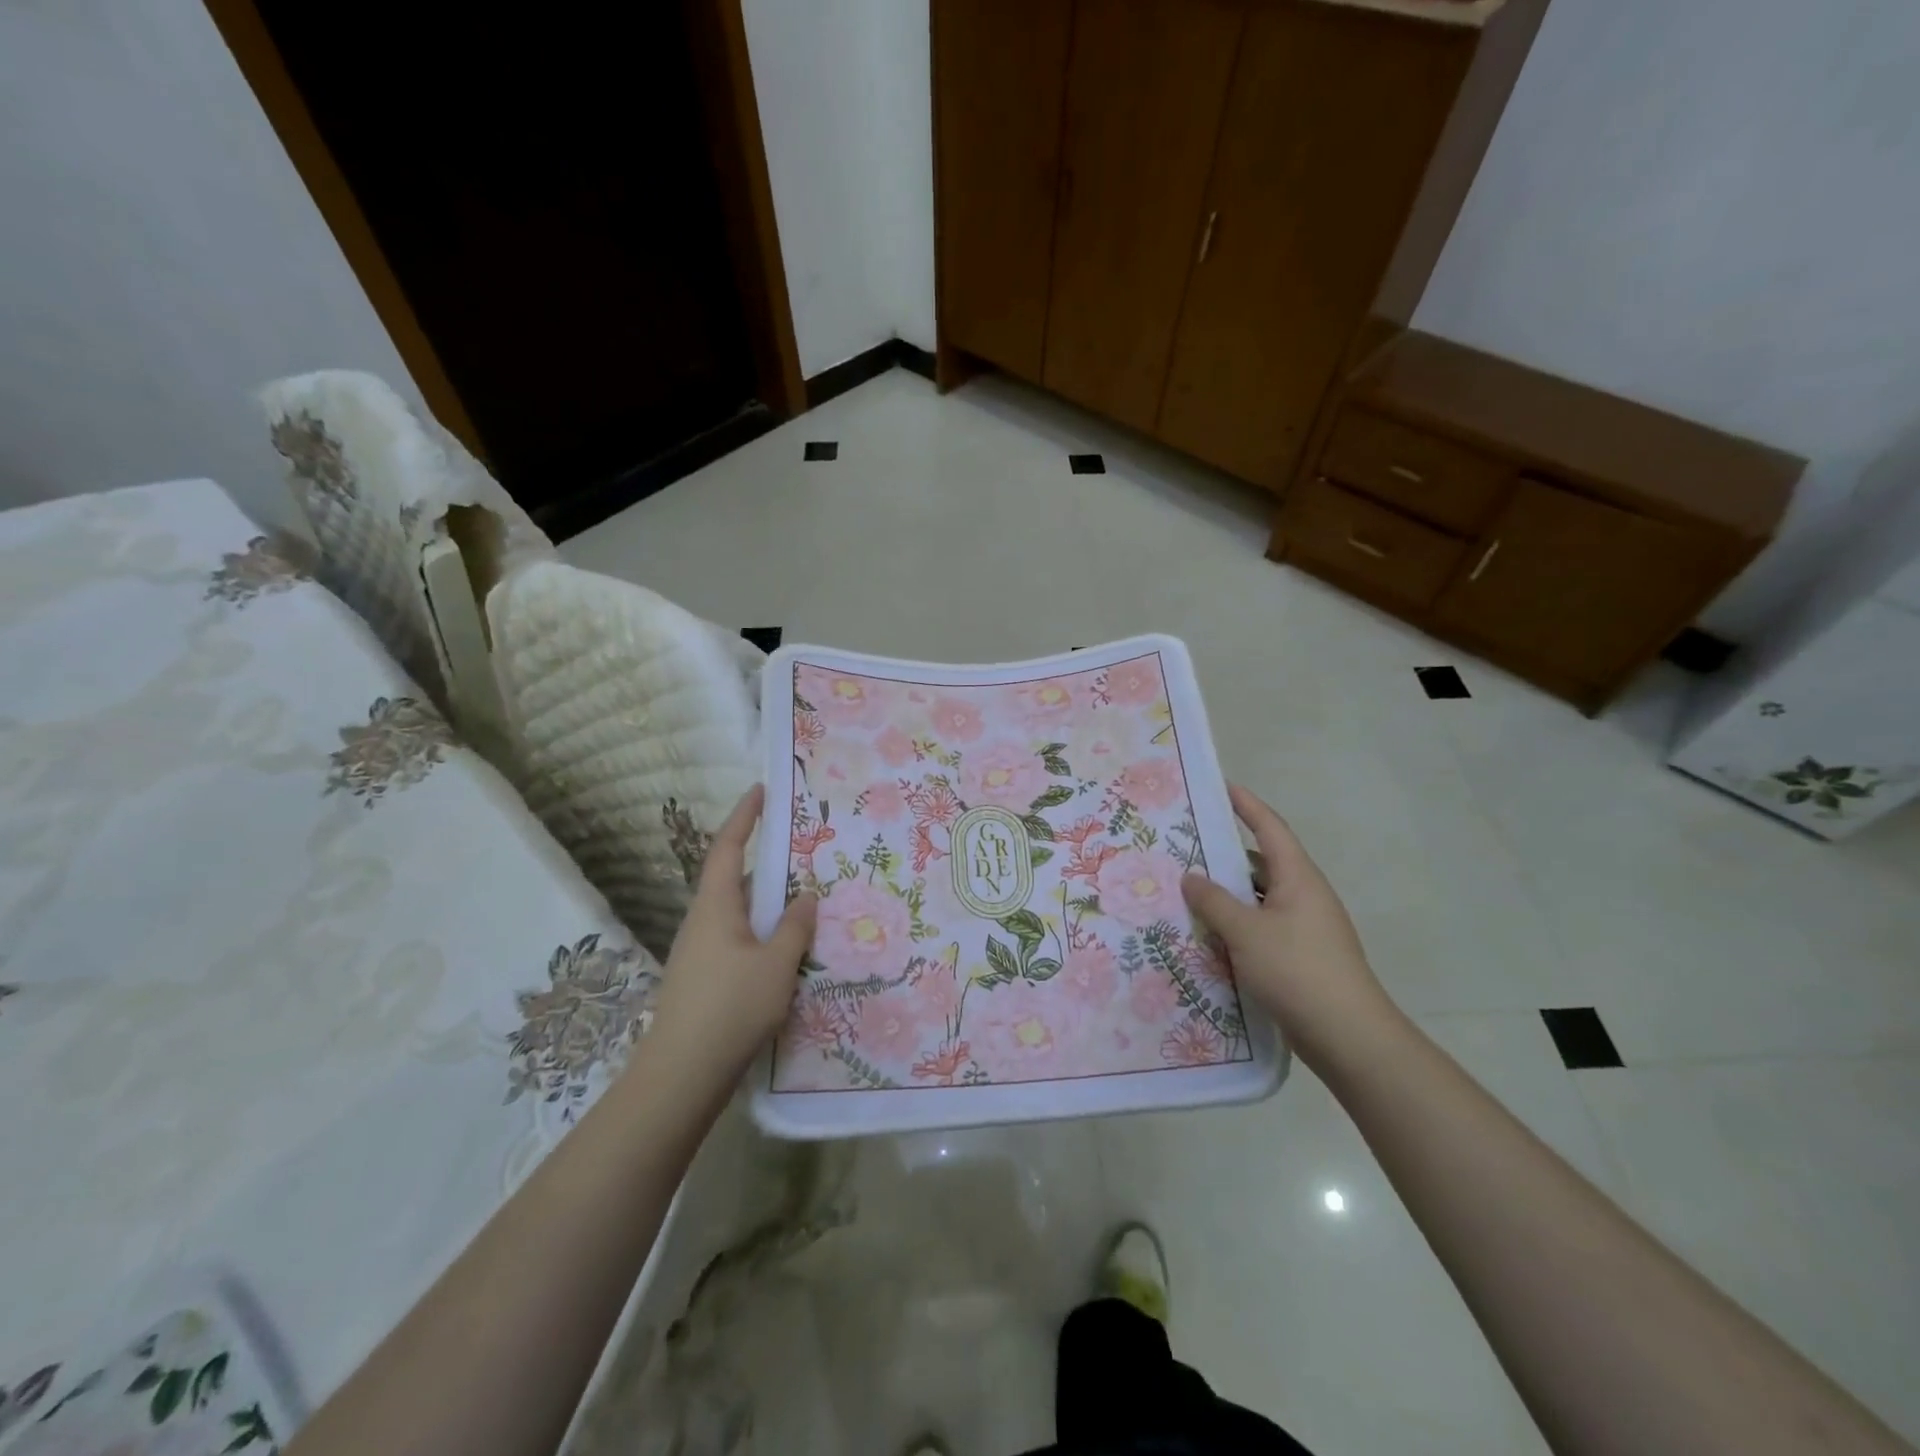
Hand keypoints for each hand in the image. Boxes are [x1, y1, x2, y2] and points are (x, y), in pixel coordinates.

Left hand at [647, 785, 816, 1091]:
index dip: (744, 816)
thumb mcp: (776, 965)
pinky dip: (763, 930)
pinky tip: (787, 947)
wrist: (681, 1075)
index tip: (761, 790)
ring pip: (739, 912)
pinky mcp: (704, 978)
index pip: (729, 848)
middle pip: (735, 878)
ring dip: (768, 901)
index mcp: (715, 906)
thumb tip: (806, 896)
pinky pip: (738, 938)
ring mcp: (700, 951)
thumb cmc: (730, 1008)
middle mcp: (703, 921)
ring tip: (805, 897)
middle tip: (802, 848)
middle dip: (766, 861)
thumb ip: (795, 927)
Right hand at [1181, 783, 1397, 1070]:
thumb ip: (1213, 901)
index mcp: (1298, 878)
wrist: (1349, 1036)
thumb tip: (1190, 876)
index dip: (1245, 804)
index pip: (1269, 827)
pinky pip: (1261, 927)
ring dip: (1227, 895)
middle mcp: (1304, 895)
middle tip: (1184, 847)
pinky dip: (1235, 925)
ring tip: (1186, 892)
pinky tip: (1208, 936)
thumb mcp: (1246, 932)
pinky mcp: (1300, 956)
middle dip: (1224, 855)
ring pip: (1258, 899)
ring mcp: (1304, 927)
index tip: (1220, 786)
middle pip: (1261, 863)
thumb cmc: (1297, 970)